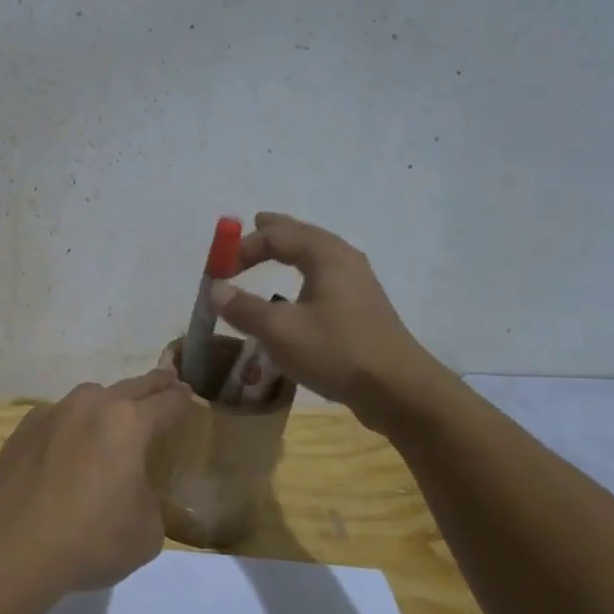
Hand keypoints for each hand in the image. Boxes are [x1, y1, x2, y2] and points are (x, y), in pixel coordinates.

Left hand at [0, 369, 190, 593]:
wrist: (12, 548)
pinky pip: (58, 417)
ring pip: (90, 397)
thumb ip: (149, 497)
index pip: (167, 402)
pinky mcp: (23, 429)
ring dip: (107, 404)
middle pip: (132, 386)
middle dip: (153, 386)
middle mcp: (91, 405)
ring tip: (111, 424)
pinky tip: (66, 450)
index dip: (183, 400)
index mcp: (129, 423)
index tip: (189, 397)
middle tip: (166, 384)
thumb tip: (133, 488)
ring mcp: (53, 412)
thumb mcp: (147, 531)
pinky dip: (70, 426)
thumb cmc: (91, 539)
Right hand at [209, 212, 452, 429]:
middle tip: (253, 224)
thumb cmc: (336, 351)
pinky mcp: (361, 308)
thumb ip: (244, 308)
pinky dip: (303, 273)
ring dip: (291, 251)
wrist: (398, 389)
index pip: (276, 236)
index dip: (243, 247)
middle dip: (274, 232)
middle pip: (302, 236)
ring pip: (316, 256)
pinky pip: (324, 277)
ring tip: (273, 252)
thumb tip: (215, 289)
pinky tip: (298, 292)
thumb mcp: (280, 331)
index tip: (218, 271)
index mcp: (326, 255)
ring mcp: (357, 284)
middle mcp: (344, 260)